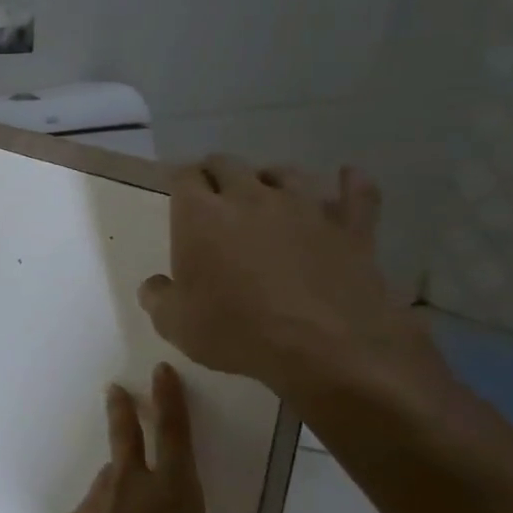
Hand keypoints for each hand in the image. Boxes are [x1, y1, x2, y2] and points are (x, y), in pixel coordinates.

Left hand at [37, 363, 263, 512]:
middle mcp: (128, 486)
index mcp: (172, 494)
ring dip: (120, 484)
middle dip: (124, 410)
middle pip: (126, 437)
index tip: (160, 371)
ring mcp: (92, 503)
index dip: (170, 399)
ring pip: (110, 482)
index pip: (174, 433)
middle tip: (116, 390)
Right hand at [138, 157, 442, 402]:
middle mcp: (250, 197)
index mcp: (201, 216)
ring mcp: (305, 207)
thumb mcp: (175, 324)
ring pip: (284, 172)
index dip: (179, 182)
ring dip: (270, 179)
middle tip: (213, 194)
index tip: (177, 196)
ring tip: (267, 194)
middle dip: (216, 174)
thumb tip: (155, 285)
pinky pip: (356, 193)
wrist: (326, 348)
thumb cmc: (236, 331)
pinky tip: (347, 178)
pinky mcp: (350, 227)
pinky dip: (350, 184)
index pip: (184, 177)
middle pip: (228, 164)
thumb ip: (157, 298)